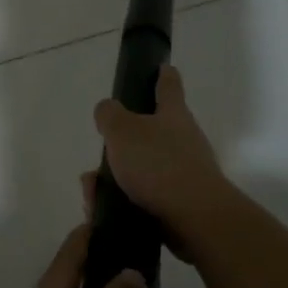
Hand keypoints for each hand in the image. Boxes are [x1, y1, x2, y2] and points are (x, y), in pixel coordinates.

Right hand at [89, 66, 233, 262]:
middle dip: (123, 142)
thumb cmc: (158, 164)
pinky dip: (121, 200)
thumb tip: (108, 110)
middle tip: (102, 151)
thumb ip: (109, 115)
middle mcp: (184, 140)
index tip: (162, 67)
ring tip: (92, 190)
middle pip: (152, 132)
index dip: (163, 75)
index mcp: (173, 115)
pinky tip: (102, 210)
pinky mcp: (180, 203)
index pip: (169, 86)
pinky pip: (143, 196)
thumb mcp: (122, 130)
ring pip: (142, 168)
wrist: (195, 219)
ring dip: (115, 177)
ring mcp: (185, 173)